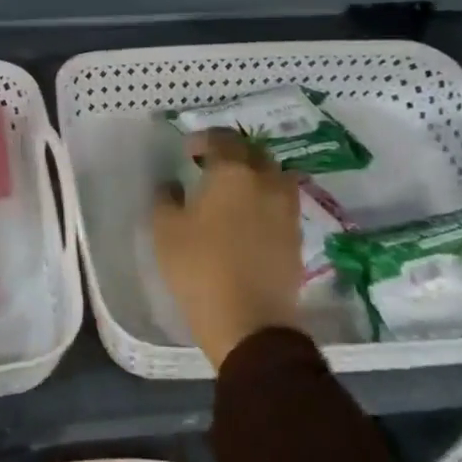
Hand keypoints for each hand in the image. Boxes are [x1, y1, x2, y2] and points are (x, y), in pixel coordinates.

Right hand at [150, 129, 304, 368]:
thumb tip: (172, 184)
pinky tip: (248, 216)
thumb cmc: (199, 268)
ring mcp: (286, 209)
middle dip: (233, 152)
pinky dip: (266, 199)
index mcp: (233, 172)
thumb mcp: (166, 230)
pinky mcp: (296, 235)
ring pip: (274, 176)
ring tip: (234, 190)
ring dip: (255, 174)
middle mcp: (266, 181)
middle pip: (254, 152)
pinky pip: (281, 202)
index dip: (204, 139)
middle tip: (212, 165)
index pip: (223, 139)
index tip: (189, 151)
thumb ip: (165, 198)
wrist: (250, 322)